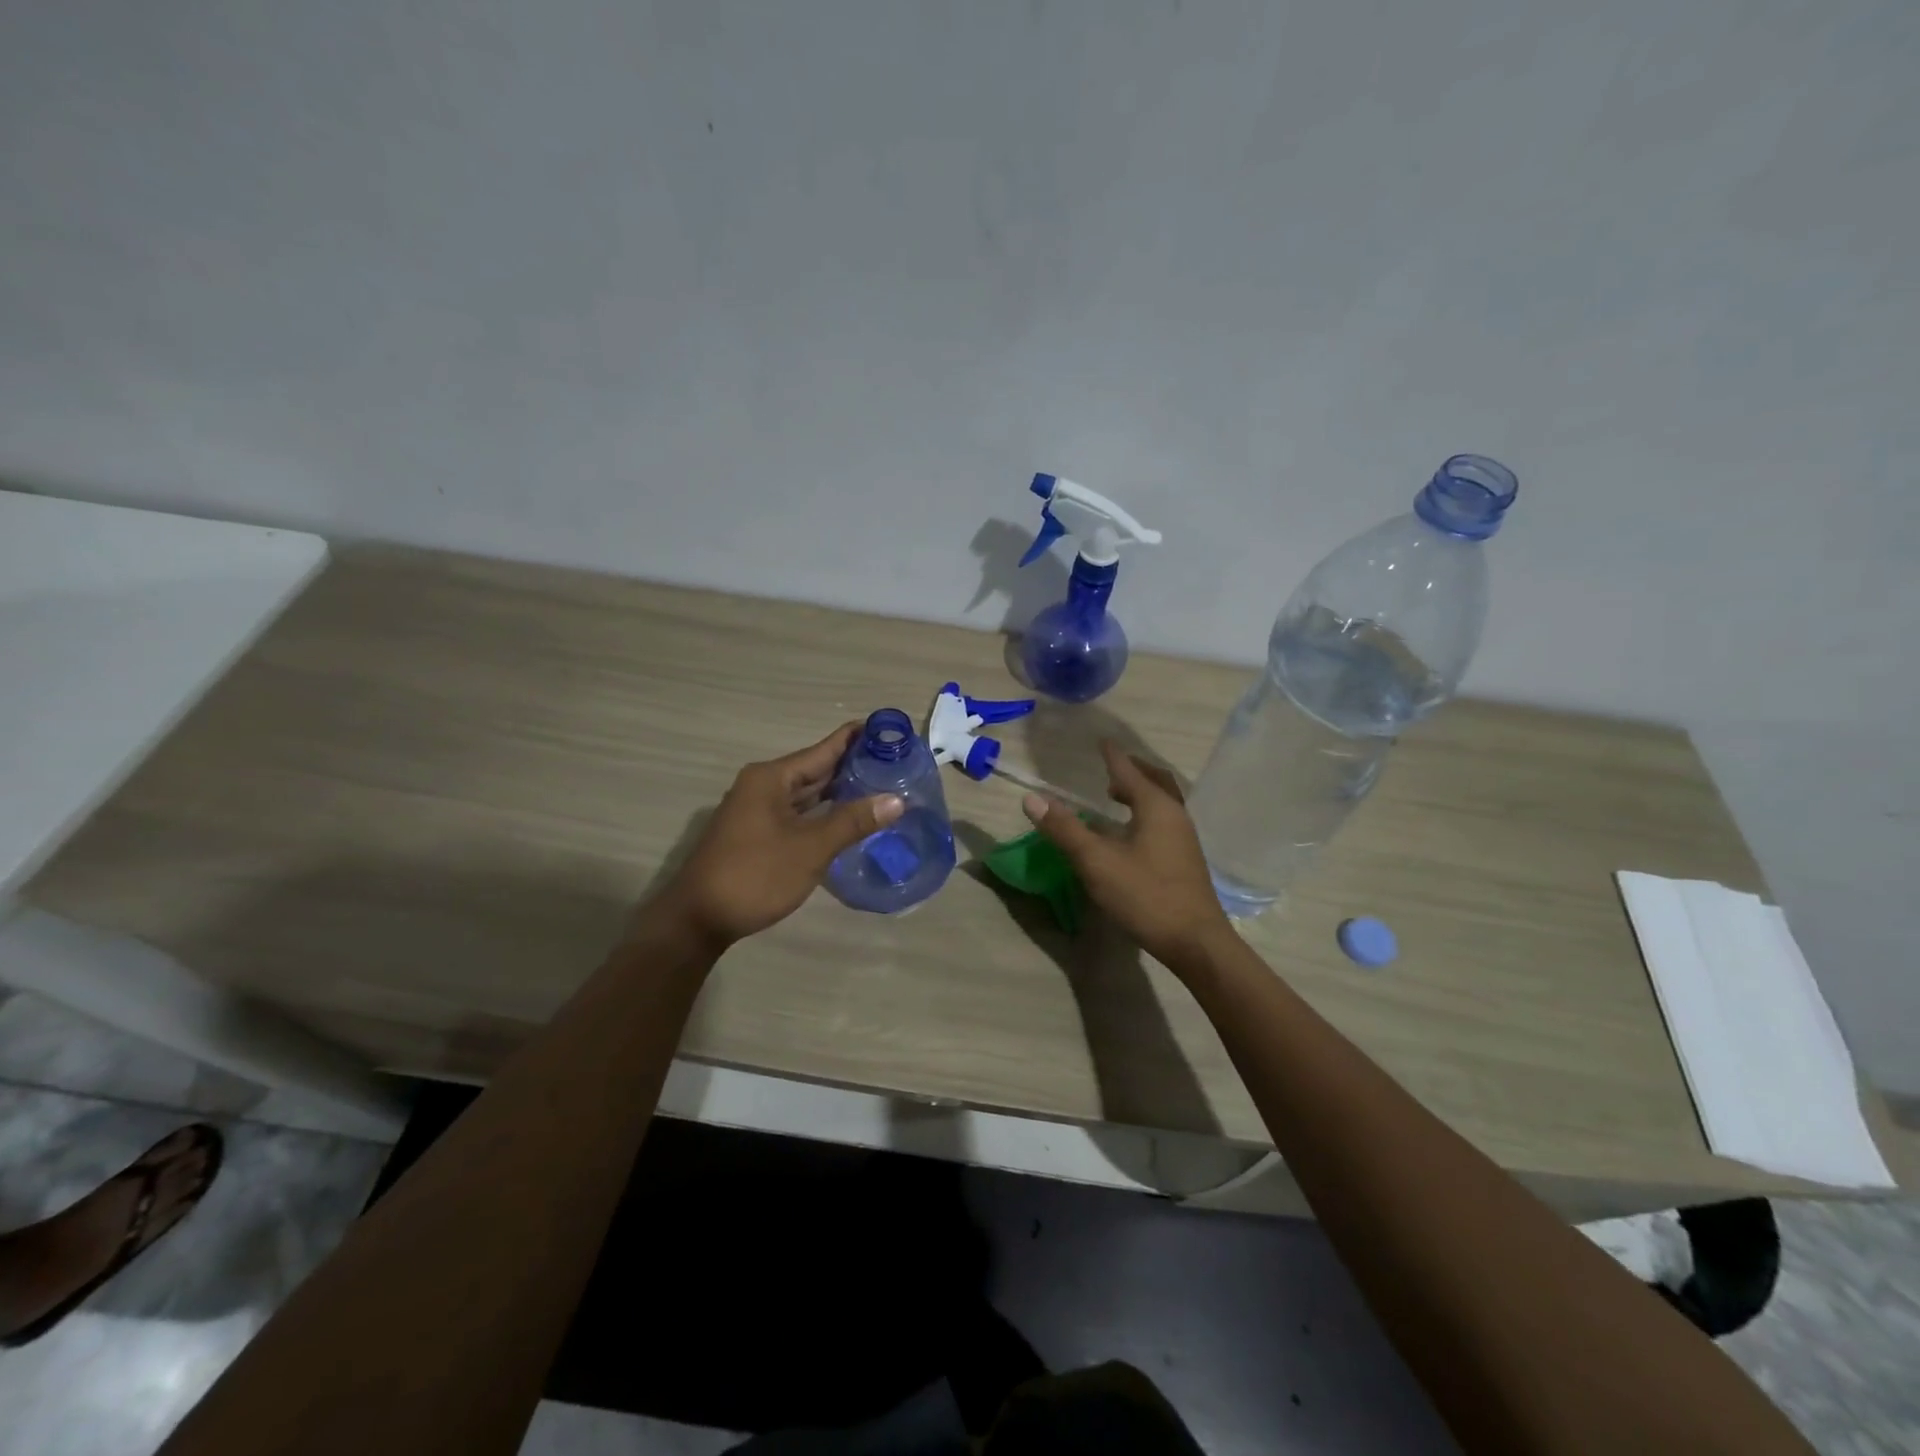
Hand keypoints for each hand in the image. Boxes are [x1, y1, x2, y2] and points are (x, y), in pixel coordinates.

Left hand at [657, 722, 903, 948]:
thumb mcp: (810, 848)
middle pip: (816, 769)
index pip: (823, 749)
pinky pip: (799, 814)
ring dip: (840, 791)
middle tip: (896, 761)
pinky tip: (849, 818)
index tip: (888, 728)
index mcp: (772, 778)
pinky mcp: (758, 834)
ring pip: (807, 794)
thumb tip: (896, 799)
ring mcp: (758, 811)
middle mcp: (764, 786)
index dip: (855, 738)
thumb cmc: (755, 875)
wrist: (698, 919)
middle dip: (852, 766)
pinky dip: (824, 813)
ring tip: (881, 785)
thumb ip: (853, 821)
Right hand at [1021, 740, 1231, 967]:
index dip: (1111, 755)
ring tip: (1115, 796)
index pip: (1128, 770)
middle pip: (1155, 780)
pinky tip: (1131, 832)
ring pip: (1163, 801)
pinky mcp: (1185, 859)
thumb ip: (1065, 829)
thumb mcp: (1097, 862)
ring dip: (1140, 791)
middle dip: (1132, 769)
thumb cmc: (1146, 896)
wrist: (1196, 942)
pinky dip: (1146, 811)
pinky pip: (1165, 819)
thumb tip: (1033, 798)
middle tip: (1109, 766)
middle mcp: (1175, 815)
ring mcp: (1184, 838)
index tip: (1100, 740)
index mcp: (1156, 807)